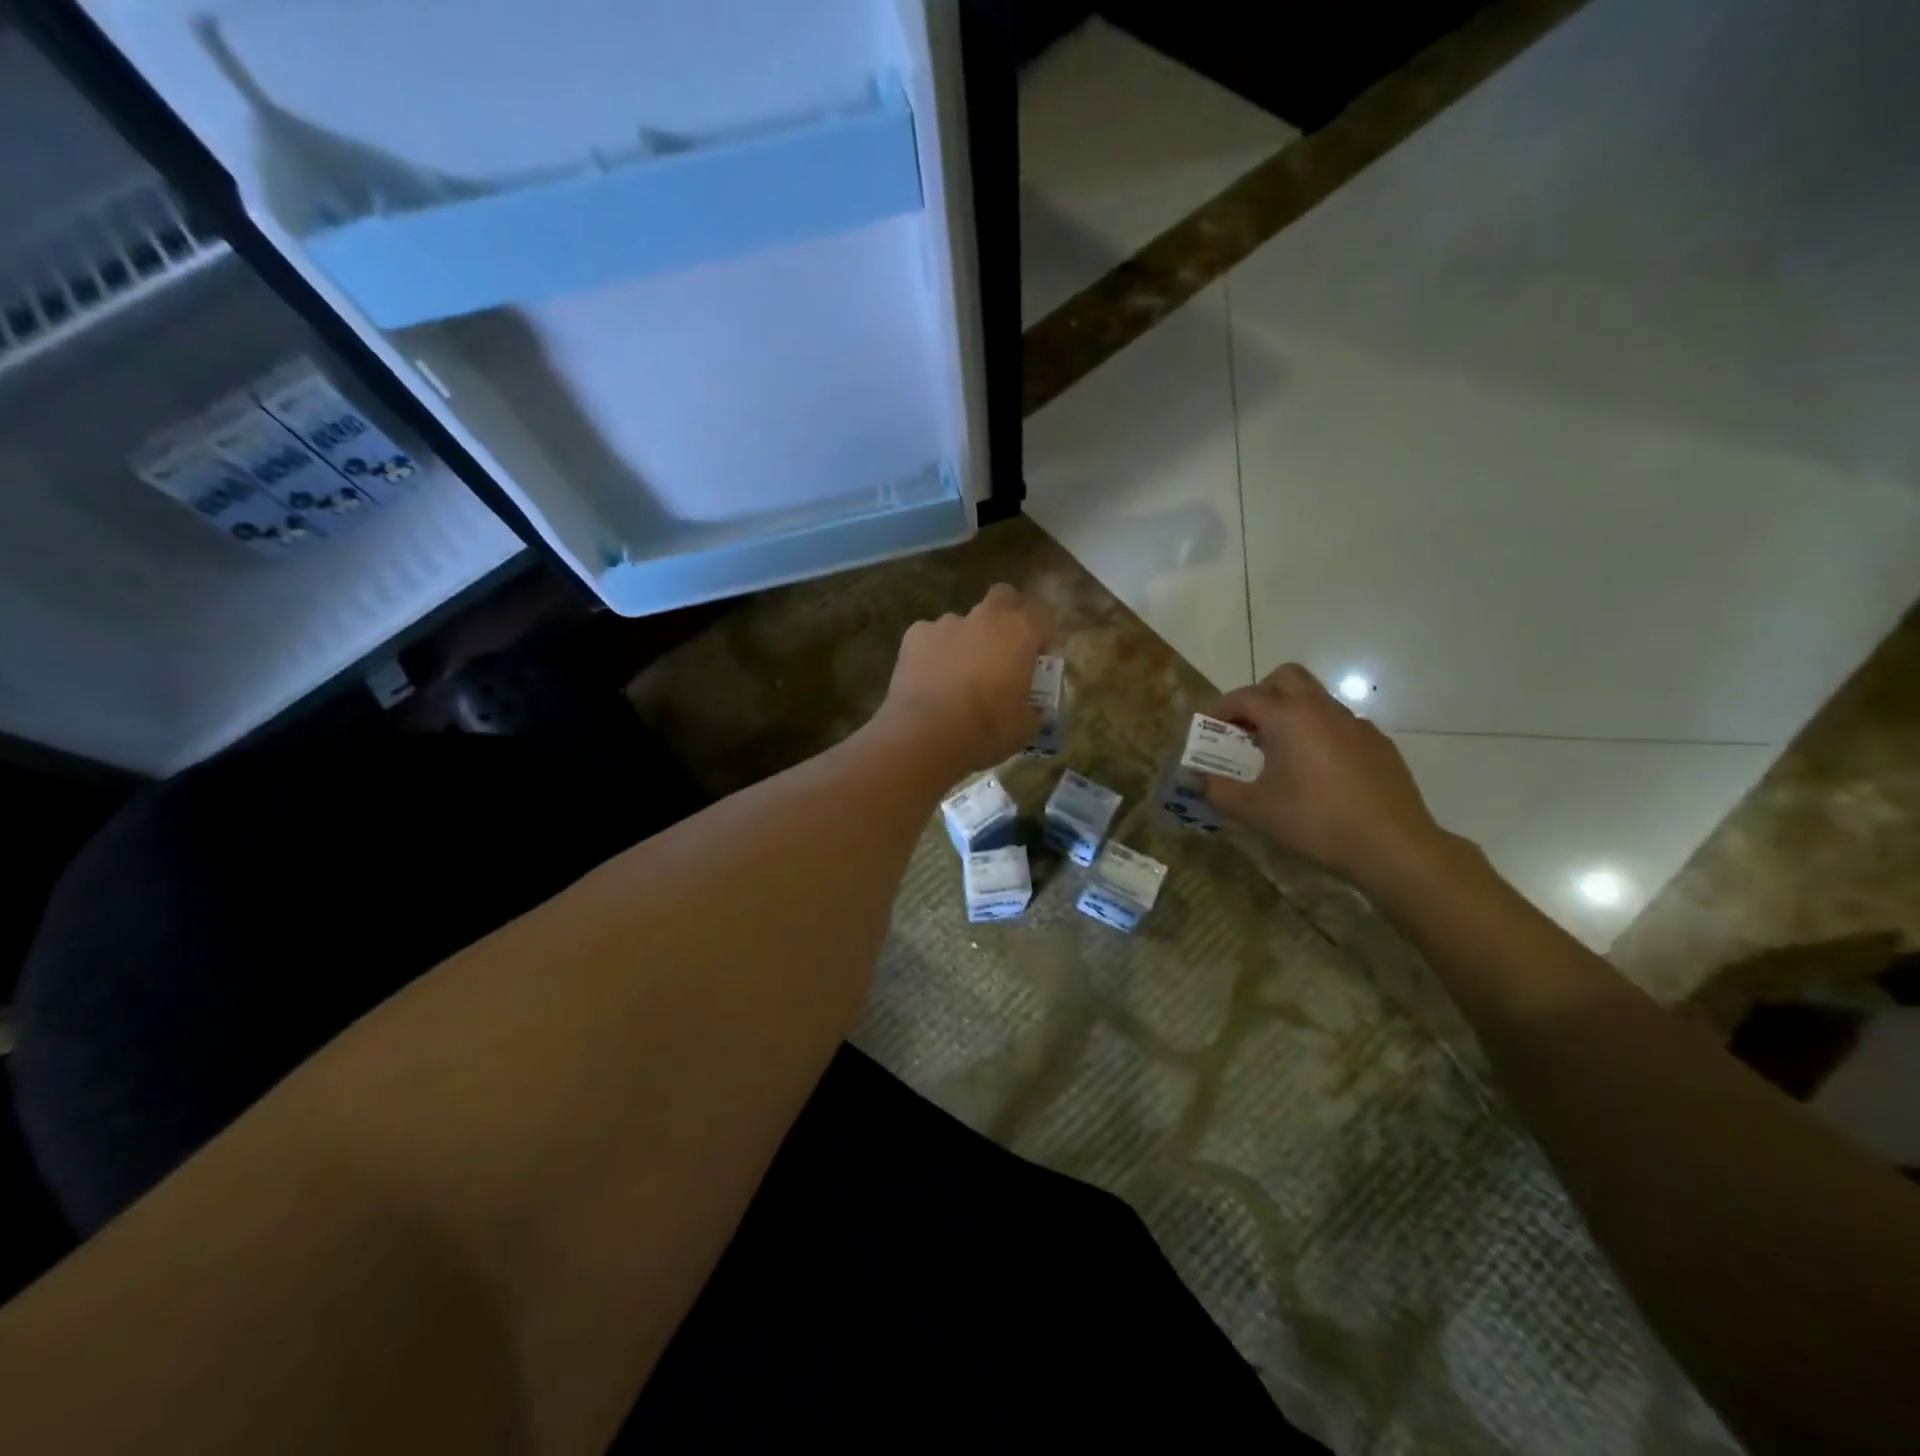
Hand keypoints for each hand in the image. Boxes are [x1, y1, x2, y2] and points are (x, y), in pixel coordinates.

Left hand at [877, 584, 1053, 773]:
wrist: (927, 733)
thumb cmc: (987, 729)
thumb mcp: (1024, 727)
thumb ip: (1031, 709)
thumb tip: (1029, 710)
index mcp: (1021, 631)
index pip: (1043, 613)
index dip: (1041, 633)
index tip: (1036, 658)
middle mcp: (986, 617)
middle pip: (1003, 596)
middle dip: (1005, 616)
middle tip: (1001, 651)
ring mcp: (947, 622)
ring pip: (963, 621)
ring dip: (966, 639)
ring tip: (957, 674)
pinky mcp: (915, 634)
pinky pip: (930, 636)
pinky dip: (933, 651)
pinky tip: (929, 679)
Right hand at [1204, 664, 1447, 886]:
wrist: (1392, 844)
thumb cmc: (1314, 820)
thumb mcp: (1254, 810)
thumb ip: (1218, 790)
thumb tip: (1200, 779)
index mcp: (1288, 717)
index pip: (1244, 696)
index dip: (1221, 709)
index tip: (1210, 729)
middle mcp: (1322, 709)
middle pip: (1285, 678)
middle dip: (1260, 695)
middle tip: (1247, 729)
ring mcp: (1356, 724)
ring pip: (1315, 700)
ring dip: (1291, 714)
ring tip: (1281, 755)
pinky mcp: (1378, 743)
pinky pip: (1340, 725)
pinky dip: (1320, 735)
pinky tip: (1319, 774)